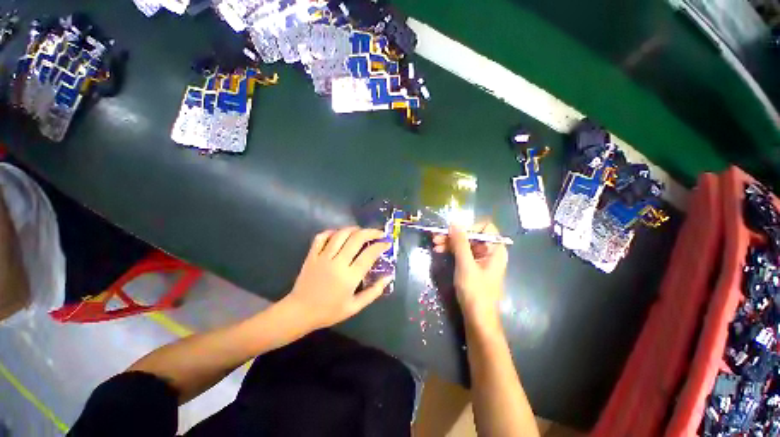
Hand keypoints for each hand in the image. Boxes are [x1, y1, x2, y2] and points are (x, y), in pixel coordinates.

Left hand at [282, 227, 392, 329]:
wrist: (299, 313)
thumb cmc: (329, 311)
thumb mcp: (355, 307)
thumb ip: (374, 292)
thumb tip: (388, 276)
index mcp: (349, 277)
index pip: (369, 254)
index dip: (381, 245)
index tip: (387, 243)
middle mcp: (337, 263)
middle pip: (357, 238)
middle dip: (371, 232)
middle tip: (379, 233)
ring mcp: (323, 257)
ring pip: (341, 234)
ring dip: (354, 229)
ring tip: (362, 231)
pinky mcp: (312, 255)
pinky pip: (322, 237)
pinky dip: (332, 232)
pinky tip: (339, 234)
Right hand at [433, 221, 507, 321]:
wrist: (478, 319)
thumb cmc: (475, 291)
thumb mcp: (466, 264)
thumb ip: (460, 242)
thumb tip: (454, 221)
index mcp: (495, 250)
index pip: (485, 228)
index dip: (469, 228)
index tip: (453, 232)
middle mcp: (490, 252)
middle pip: (472, 236)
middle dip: (454, 236)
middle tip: (436, 237)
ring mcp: (481, 260)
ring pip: (465, 244)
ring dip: (450, 243)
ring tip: (435, 245)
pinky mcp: (473, 267)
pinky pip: (462, 253)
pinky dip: (451, 251)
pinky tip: (440, 251)